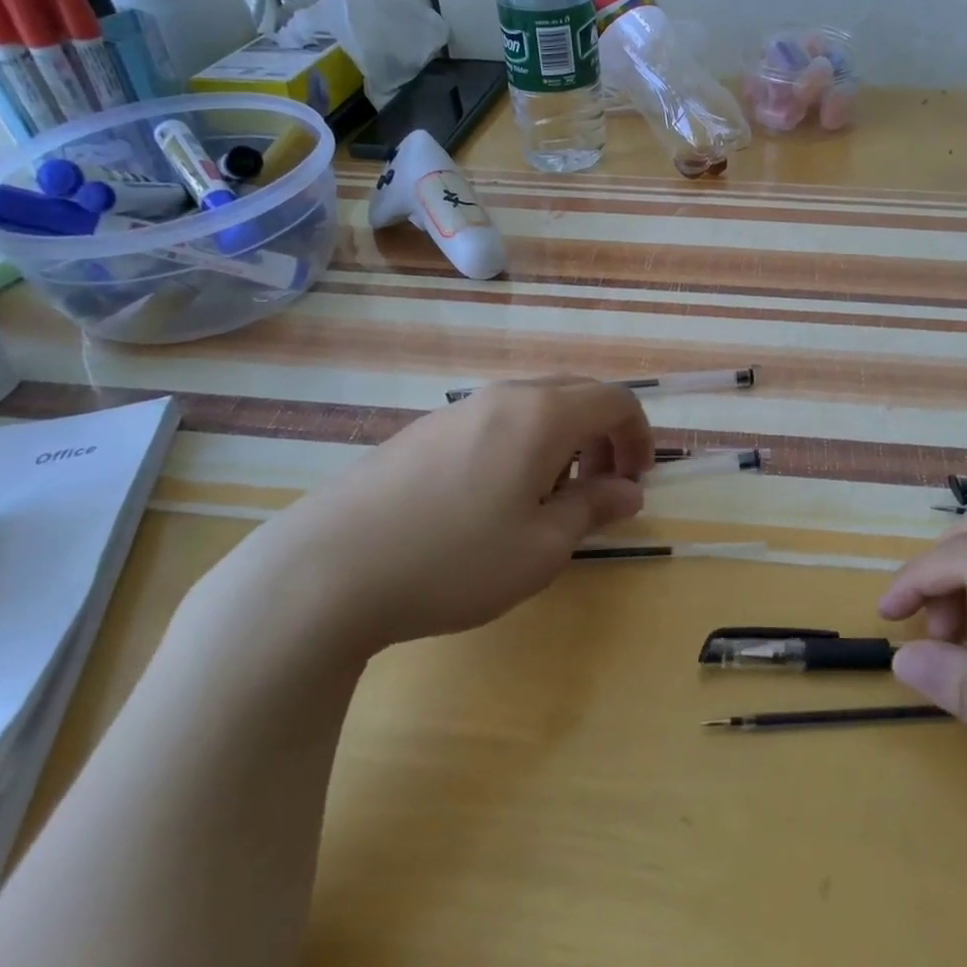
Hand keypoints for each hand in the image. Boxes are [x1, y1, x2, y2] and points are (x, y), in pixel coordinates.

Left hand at [205, 377, 652, 663]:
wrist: (327, 570)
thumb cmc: (454, 560)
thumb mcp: (541, 547)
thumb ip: (593, 509)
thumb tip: (629, 491)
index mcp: (542, 414)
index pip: (615, 399)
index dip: (639, 436)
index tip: (636, 483)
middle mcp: (504, 396)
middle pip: (576, 395)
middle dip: (602, 436)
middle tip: (599, 490)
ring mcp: (458, 409)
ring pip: (534, 407)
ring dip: (562, 442)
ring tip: (548, 501)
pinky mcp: (423, 431)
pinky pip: (495, 422)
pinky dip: (521, 447)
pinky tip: (494, 501)